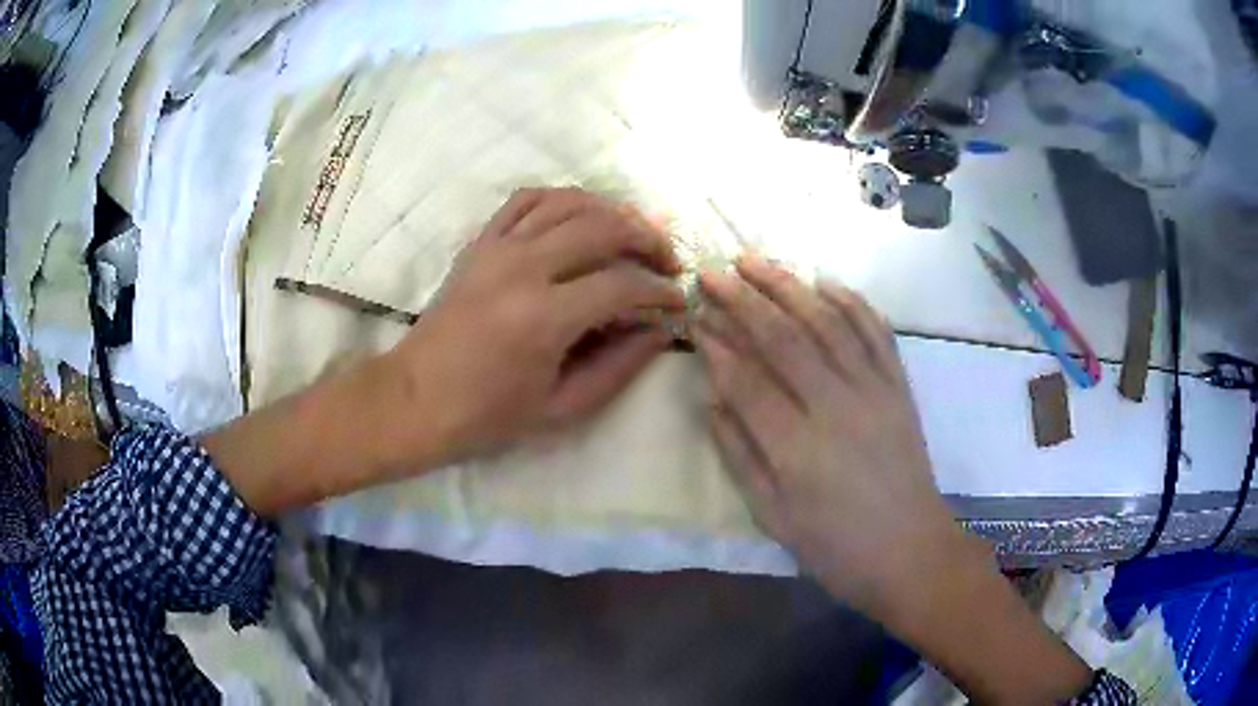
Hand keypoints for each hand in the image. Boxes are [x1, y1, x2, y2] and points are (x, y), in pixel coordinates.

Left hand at [387, 187, 685, 464]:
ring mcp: (497, 248)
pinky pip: (526, 199)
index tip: (677, 302)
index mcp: (543, 317)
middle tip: (667, 261)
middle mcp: (523, 268)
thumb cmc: (487, 415)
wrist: (415, 399)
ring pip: (569, 202)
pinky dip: (562, 198)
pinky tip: (580, 215)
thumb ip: (618, 368)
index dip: (659, 292)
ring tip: (634, 233)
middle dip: (648, 239)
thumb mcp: (562, 408)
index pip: (621, 285)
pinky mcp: (480, 243)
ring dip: (612, 211)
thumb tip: (659, 333)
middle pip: (603, 227)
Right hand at [696, 256, 1093, 702]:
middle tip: (713, 272)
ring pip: (828, 323)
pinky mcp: (900, 388)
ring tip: (757, 261)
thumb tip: (712, 399)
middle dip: (743, 300)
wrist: (910, 551)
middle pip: (783, 338)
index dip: (717, 345)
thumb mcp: (774, 517)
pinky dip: (852, 302)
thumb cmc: (835, 547)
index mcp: (797, 449)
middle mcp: (837, 407)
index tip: (695, 316)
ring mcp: (875, 391)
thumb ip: (739, 456)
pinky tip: (826, 282)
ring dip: (789, 287)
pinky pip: (876, 333)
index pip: (747, 380)